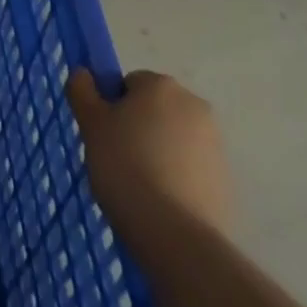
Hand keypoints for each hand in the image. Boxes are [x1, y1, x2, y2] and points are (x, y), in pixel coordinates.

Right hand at [67, 68, 230, 237]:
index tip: (104, 135)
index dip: (112, 107)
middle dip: (137, 127)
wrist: (175, 233)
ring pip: (173, 137)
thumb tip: (83, 73)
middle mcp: (193, 104)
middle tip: (117, 157)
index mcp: (160, 85)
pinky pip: (190, 165)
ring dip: (157, 150)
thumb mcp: (91, 124)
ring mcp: (214, 141)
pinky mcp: (224, 176)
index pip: (129, 83)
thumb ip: (82, 91)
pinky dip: (175, 174)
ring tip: (138, 183)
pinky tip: (160, 198)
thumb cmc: (125, 166)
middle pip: (154, 108)